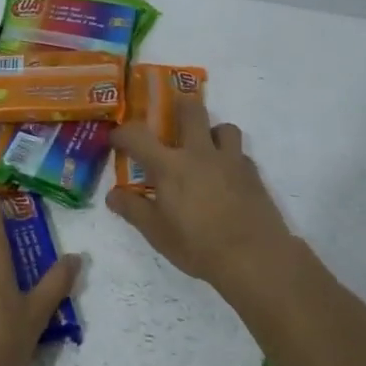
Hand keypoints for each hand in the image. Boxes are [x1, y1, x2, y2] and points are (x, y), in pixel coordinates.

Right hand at [108, 97, 291, 297]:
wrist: (253, 257)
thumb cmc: (197, 246)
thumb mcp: (156, 232)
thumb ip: (133, 209)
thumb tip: (113, 194)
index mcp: (170, 166)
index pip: (138, 135)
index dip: (122, 132)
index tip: (117, 138)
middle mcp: (200, 153)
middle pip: (191, 110)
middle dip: (178, 108)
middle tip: (171, 122)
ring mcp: (231, 160)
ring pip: (224, 127)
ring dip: (212, 132)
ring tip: (205, 151)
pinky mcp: (253, 173)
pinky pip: (241, 154)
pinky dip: (231, 159)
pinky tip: (227, 179)